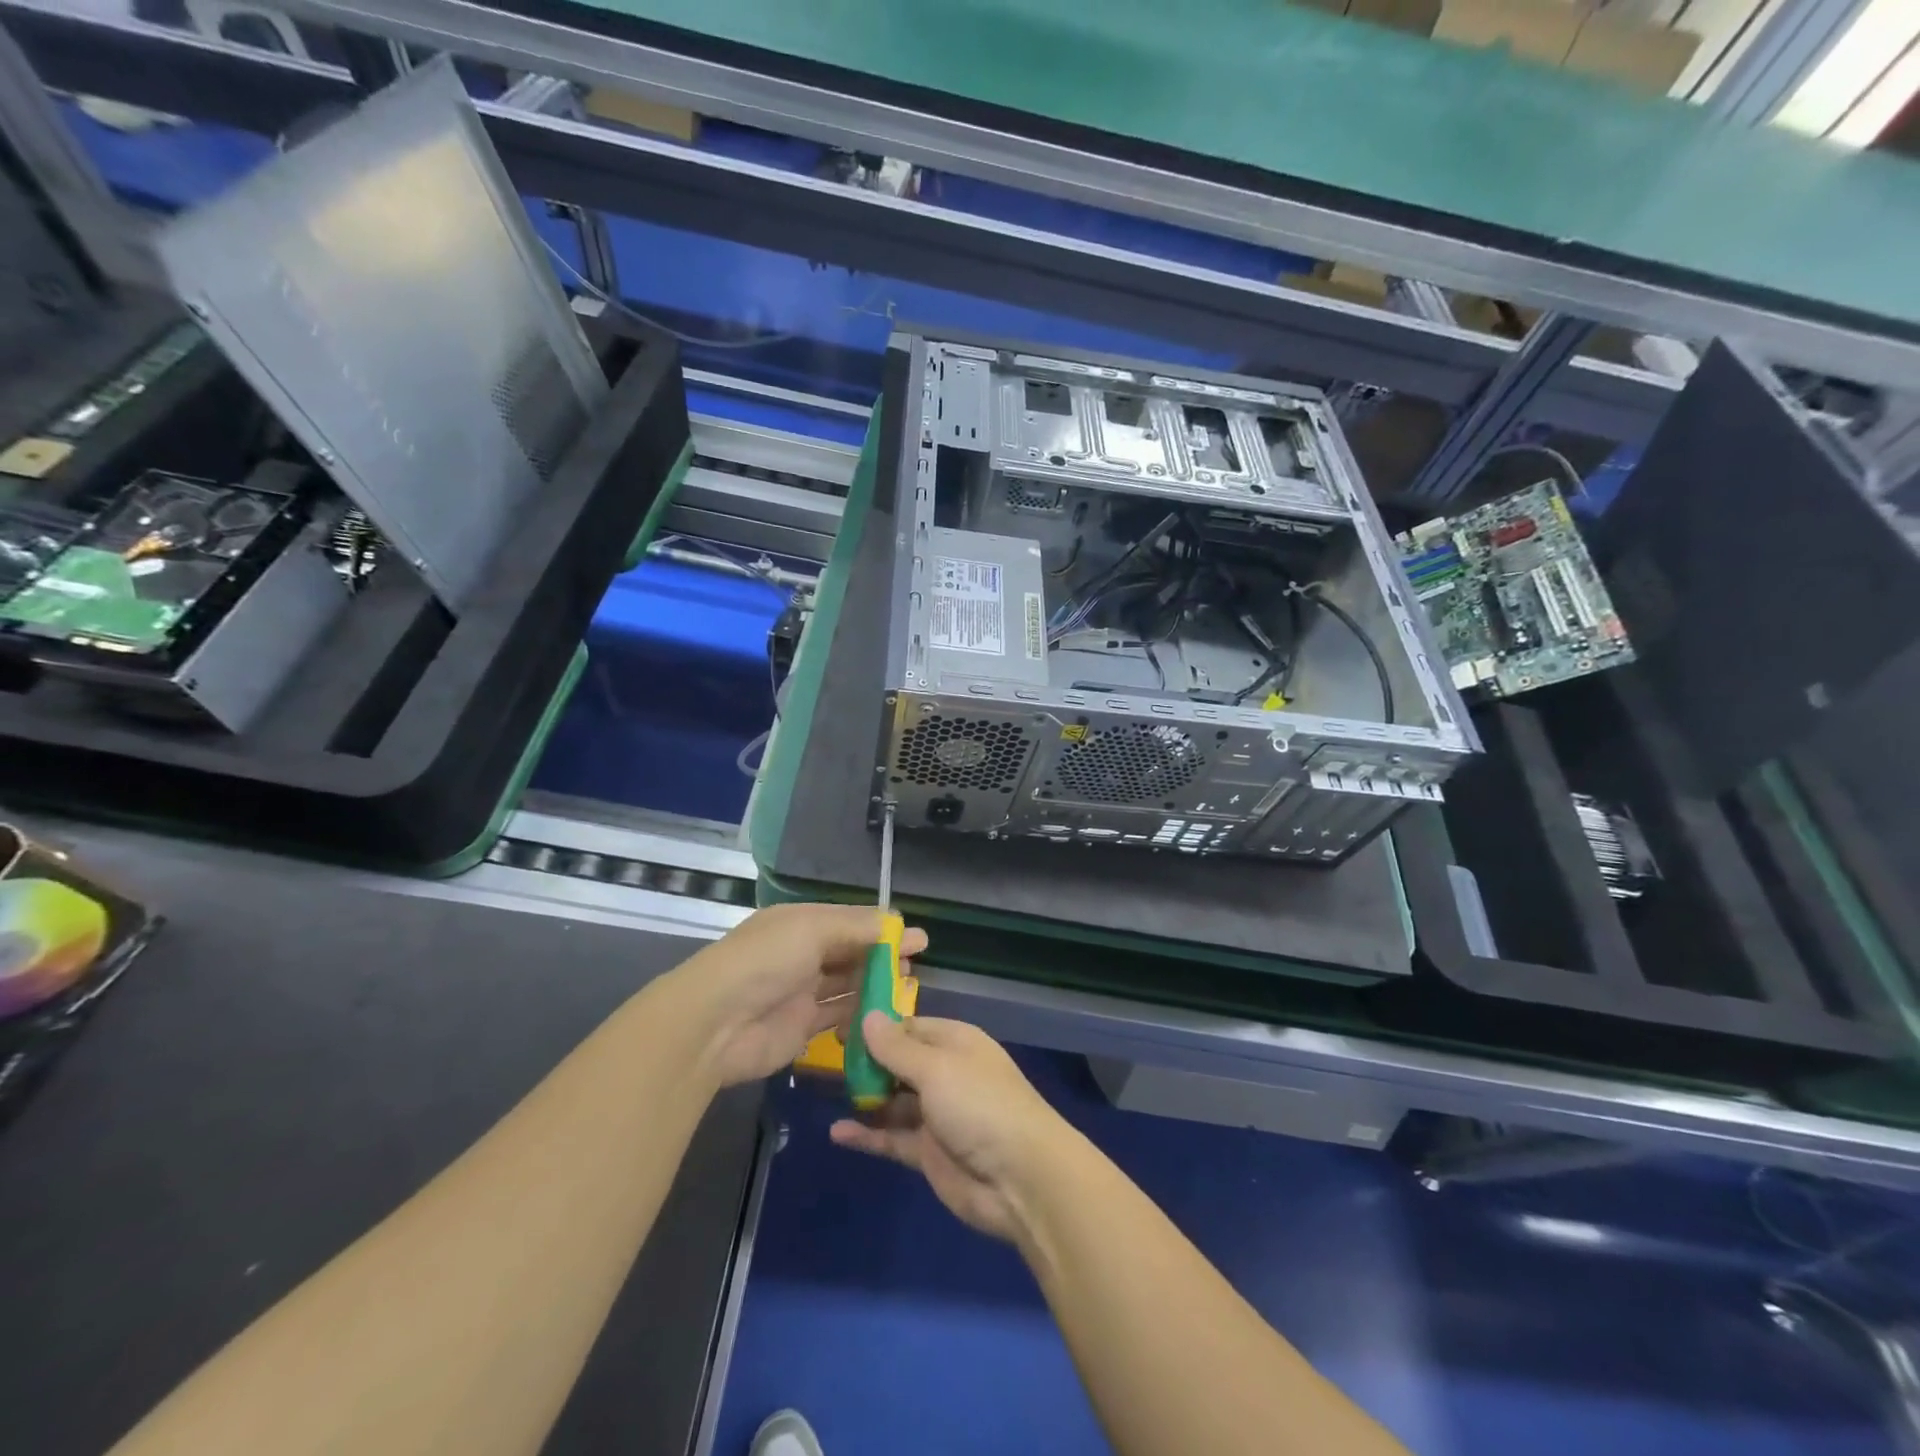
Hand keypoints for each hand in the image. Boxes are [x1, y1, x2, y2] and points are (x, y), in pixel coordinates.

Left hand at [667, 903, 927, 1086]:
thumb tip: (893, 921)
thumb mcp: (811, 930)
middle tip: (915, 964)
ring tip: (907, 989)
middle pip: (851, 952)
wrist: (714, 1024)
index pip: (849, 921)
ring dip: (875, 985)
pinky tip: (884, 1016)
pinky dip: (860, 1015)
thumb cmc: (764, 962)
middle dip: (883, 956)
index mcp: (801, 924)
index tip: (917, 937)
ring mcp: (801, 992)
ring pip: (847, 985)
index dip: (883, 927)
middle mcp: (802, 954)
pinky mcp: (801, 1027)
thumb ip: (854, 927)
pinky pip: (838, 1017)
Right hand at [830, 1014, 1071, 1242]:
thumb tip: (867, 1016)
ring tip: (827, 1092)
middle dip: (867, 1062)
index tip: (840, 1029)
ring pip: (893, 1100)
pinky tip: (837, 1132)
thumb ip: (897, 1047)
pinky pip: (892, 1137)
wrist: (1021, 1178)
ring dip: (865, 1097)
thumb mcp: (936, 1068)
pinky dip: (867, 1135)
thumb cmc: (980, 1105)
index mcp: (954, 1042)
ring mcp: (937, 1115)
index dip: (877, 1028)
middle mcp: (945, 1073)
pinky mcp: (929, 1153)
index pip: (909, 1027)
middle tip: (825, 1059)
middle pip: (899, 1062)